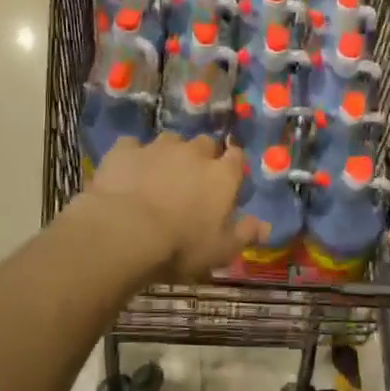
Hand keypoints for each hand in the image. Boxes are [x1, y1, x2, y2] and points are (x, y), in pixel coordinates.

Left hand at [83, 134, 262, 282]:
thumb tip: (264, 225)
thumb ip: (244, 234)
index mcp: (222, 175)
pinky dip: (133, 157)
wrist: (125, 232)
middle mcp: (194, 153)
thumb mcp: (220, 250)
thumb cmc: (181, 246)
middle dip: (202, 156)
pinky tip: (128, 172)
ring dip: (169, 154)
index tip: (227, 180)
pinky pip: (132, 146)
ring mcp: (158, 148)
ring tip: (159, 175)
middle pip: (205, 143)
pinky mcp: (125, 150)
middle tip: (193, 179)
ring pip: (170, 140)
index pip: (236, 158)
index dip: (232, 166)